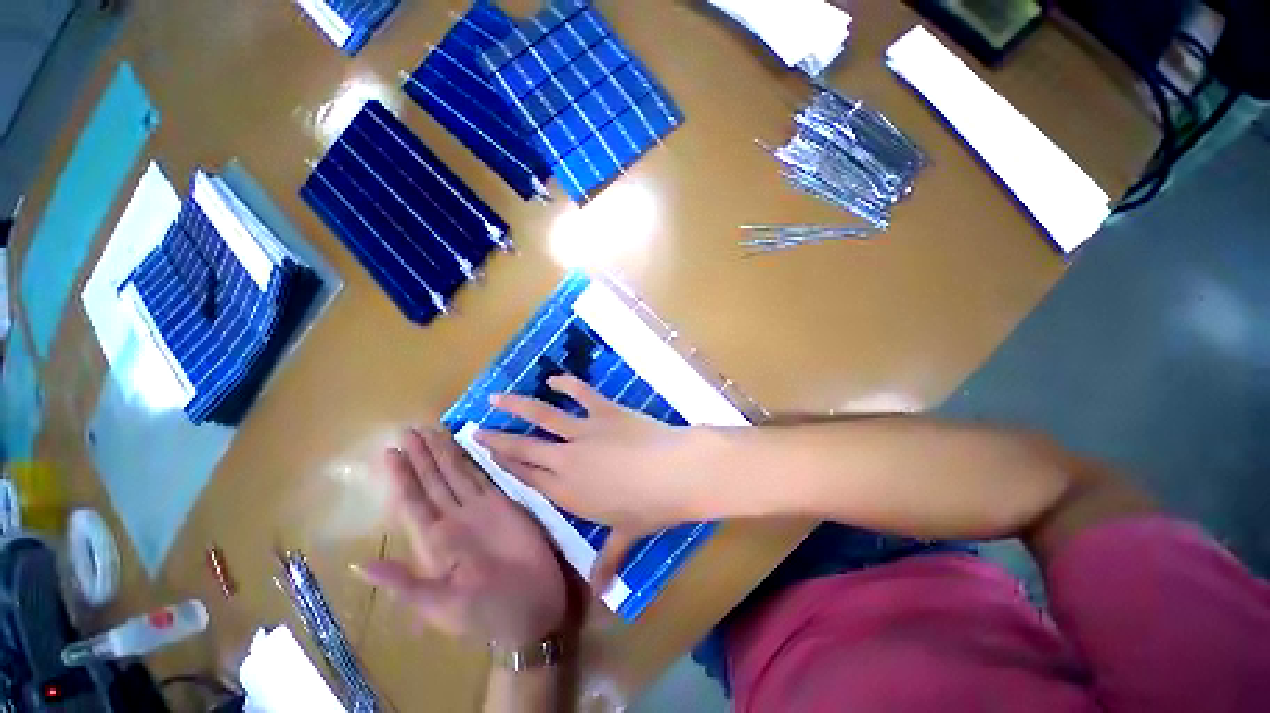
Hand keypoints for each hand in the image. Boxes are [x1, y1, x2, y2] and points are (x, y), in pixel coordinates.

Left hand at [355, 428, 566, 647]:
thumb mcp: (442, 607)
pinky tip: (469, 447)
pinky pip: (487, 478)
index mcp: (435, 543)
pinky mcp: (505, 505)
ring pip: (457, 475)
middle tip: (408, 430)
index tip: (390, 452)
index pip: (413, 503)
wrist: (533, 608)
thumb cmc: (486, 613)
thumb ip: (406, 583)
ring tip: (432, 431)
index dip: (401, 478)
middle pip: (432, 482)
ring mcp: (480, 510)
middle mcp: (454, 521)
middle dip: (420, 457)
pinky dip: (477, 461)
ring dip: (444, 453)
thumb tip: (360, 564)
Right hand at [474, 375, 714, 586]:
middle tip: (476, 430)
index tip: (488, 455)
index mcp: (568, 493)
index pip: (528, 478)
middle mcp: (567, 461)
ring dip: (517, 406)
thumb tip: (601, 594)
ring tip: (496, 397)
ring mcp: (585, 431)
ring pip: (542, 416)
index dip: (507, 465)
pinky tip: (553, 379)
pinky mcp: (604, 410)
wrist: (674, 472)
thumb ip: (608, 561)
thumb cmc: (649, 508)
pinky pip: (581, 393)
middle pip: (525, 448)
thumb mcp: (626, 535)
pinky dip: (566, 384)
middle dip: (498, 439)